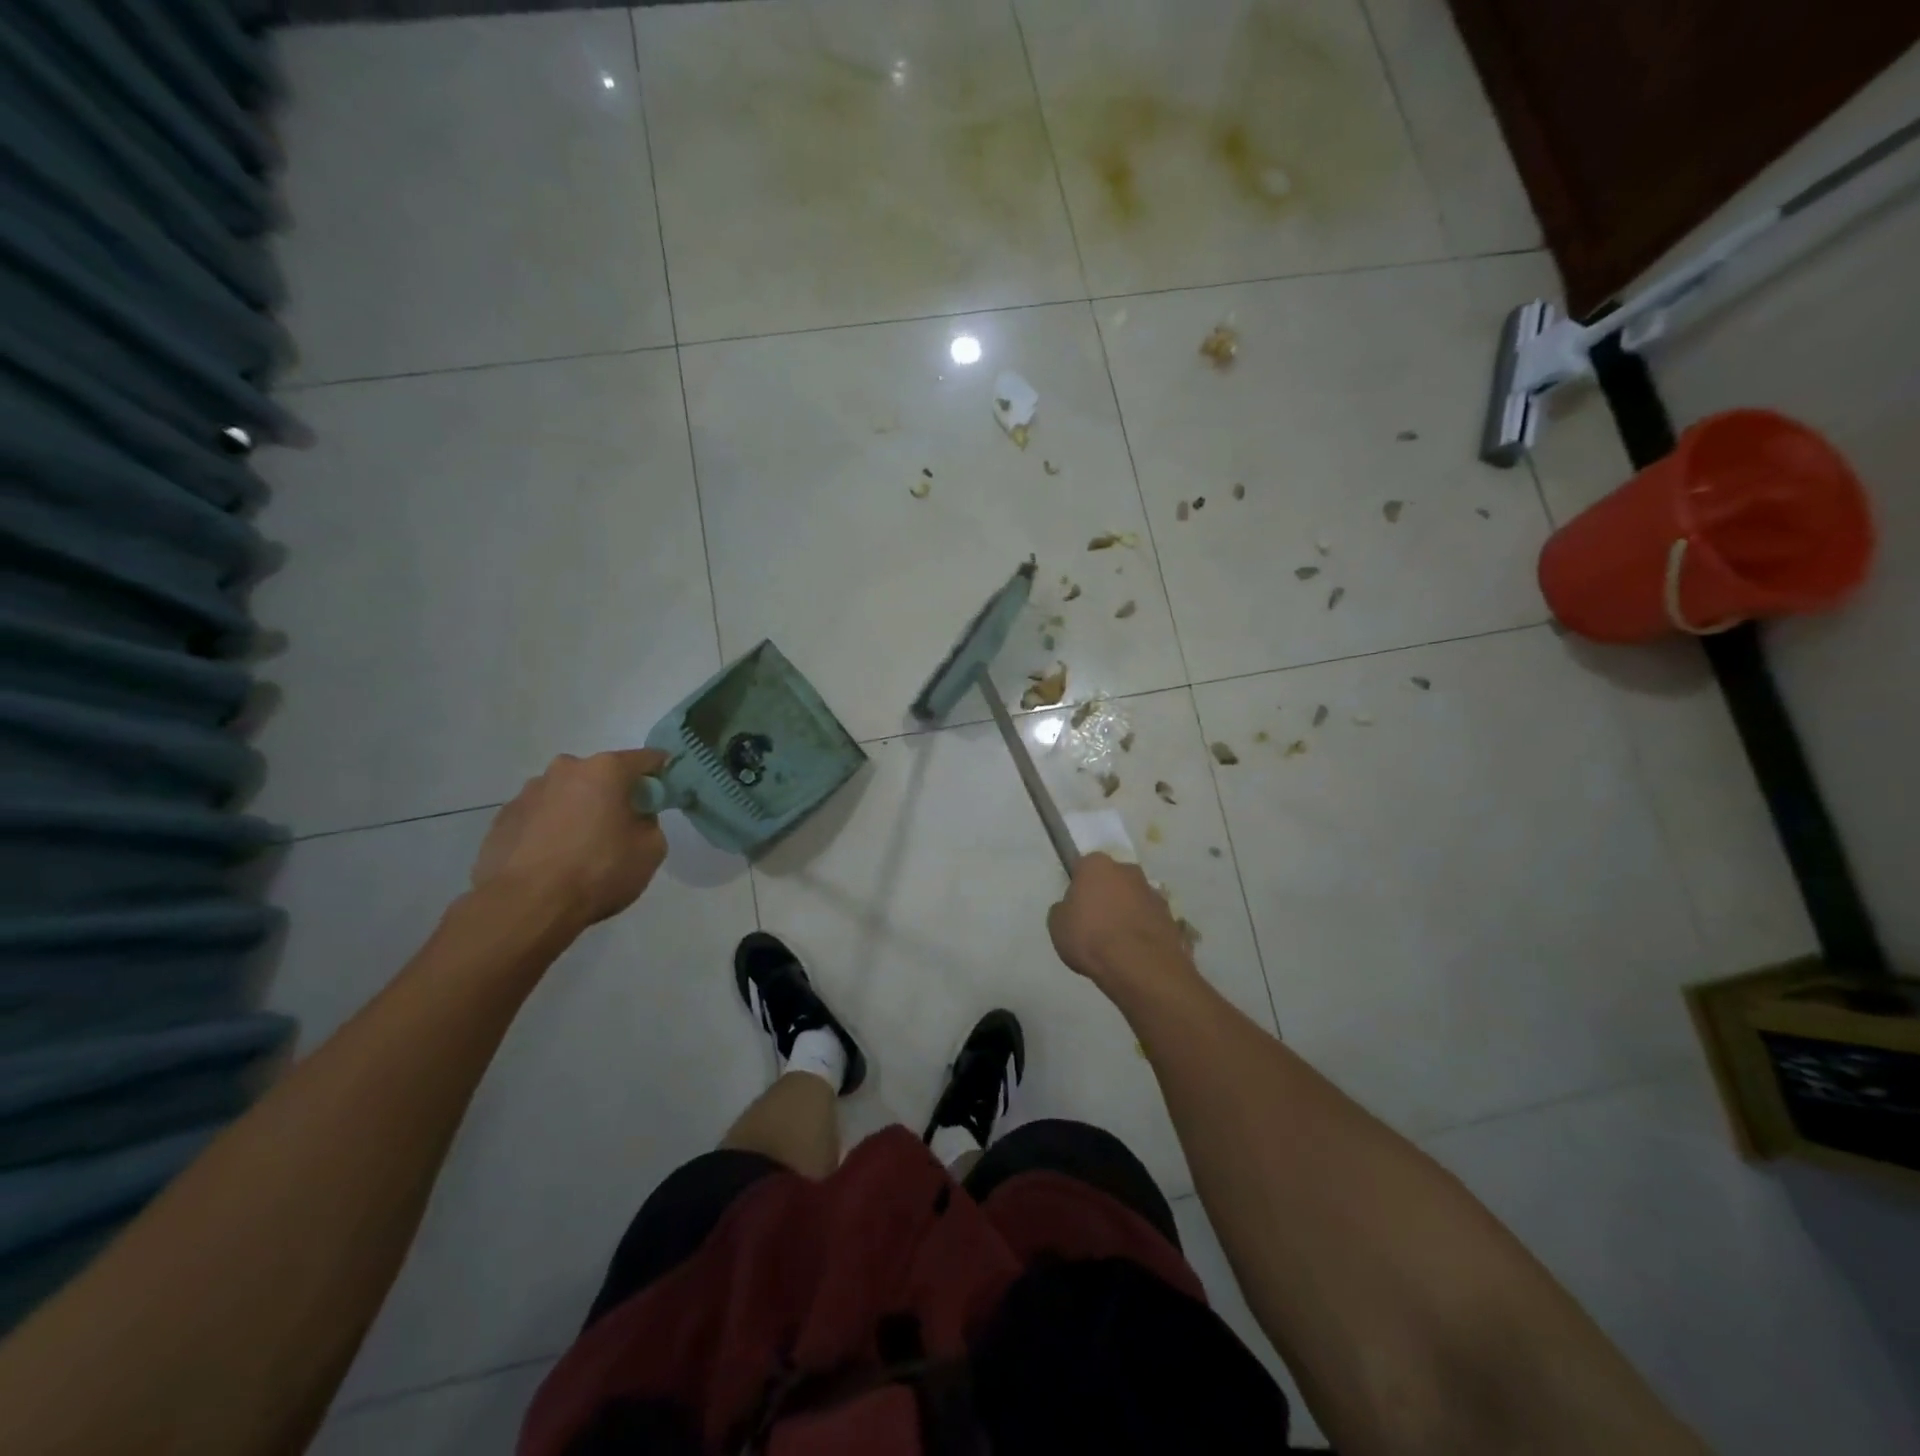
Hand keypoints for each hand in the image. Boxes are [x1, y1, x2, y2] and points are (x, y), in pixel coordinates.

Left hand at [471, 750, 668, 930]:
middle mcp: (565, 770)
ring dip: (577, 810)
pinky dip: (549, 830)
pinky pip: (538, 817)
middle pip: (600, 774)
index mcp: (605, 770)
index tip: (665, 789)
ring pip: (565, 794)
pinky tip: (552, 860)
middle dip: (613, 793)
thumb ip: (649, 823)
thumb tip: (634, 818)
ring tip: (580, 848)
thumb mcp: (650, 850)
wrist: (525, 906)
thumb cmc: (598, 871)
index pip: (646, 759)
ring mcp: (528, 793)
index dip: (660, 771)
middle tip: (620, 825)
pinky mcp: (502, 819)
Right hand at [1047, 853, 1195, 989]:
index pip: (1084, 867)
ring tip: (1117, 942)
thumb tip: (1072, 908)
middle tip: (1096, 922)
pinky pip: (1150, 919)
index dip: (1079, 886)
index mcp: (1097, 865)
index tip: (1076, 905)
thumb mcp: (1057, 925)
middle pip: (1113, 879)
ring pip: (1134, 898)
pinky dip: (1143, 929)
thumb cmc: (1090, 937)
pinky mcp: (1170, 916)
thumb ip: (1063, 909)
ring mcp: (1153, 892)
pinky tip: (1135, 951)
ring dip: (1127, 911)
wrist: (1139, 966)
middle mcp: (1127, 870)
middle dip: (1107, 894)